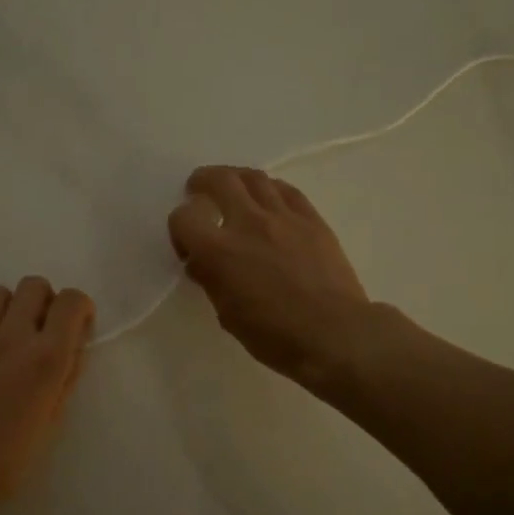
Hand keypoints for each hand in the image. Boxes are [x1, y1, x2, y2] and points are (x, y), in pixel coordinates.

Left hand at [0, 276, 94, 514]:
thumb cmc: (9, 458)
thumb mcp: (52, 419)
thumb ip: (65, 375)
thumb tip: (72, 346)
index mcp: (46, 358)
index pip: (71, 301)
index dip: (80, 308)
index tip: (77, 326)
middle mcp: (12, 337)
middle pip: (33, 285)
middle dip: (45, 302)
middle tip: (42, 330)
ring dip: (10, 308)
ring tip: (9, 336)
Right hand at [167, 166, 369, 384]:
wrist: (334, 333)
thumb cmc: (275, 336)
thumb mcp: (228, 316)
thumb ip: (212, 281)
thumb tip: (202, 263)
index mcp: (219, 251)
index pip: (184, 217)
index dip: (179, 228)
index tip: (188, 245)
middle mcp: (248, 223)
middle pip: (219, 180)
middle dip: (203, 182)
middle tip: (200, 192)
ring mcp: (284, 217)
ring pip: (254, 177)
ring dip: (236, 178)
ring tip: (233, 189)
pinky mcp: (312, 219)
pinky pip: (286, 190)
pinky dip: (270, 189)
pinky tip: (269, 199)